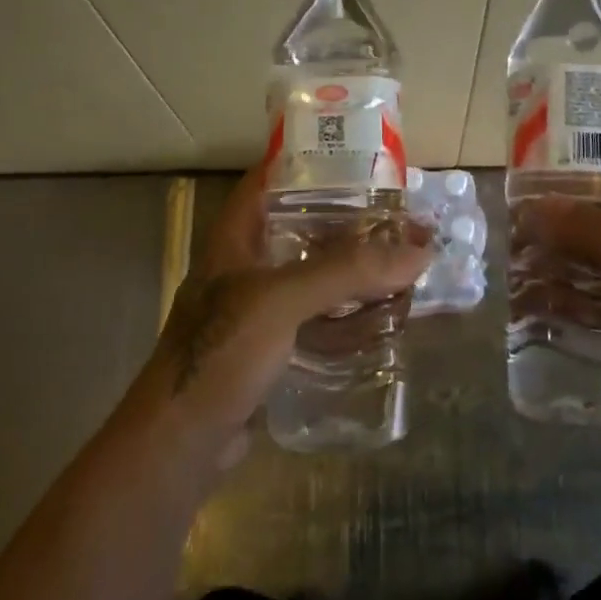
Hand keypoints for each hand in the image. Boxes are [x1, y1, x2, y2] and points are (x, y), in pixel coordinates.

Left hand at [130, 168, 432, 471]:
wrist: (180, 443)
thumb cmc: (219, 353)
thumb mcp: (281, 300)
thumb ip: (347, 271)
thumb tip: (420, 250)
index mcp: (236, 237)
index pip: (271, 178)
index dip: (311, 161)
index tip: (361, 156)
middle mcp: (248, 264)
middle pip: (304, 227)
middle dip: (351, 220)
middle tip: (401, 214)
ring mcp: (260, 307)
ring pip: (315, 273)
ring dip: (355, 268)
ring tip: (403, 258)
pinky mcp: (273, 346)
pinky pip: (319, 316)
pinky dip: (349, 311)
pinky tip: (383, 313)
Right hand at [529, 179, 600, 494]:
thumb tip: (549, 205)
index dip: (594, 174)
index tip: (546, 177)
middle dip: (565, 220)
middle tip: (519, 224)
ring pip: (595, 264)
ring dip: (560, 258)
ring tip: (517, 262)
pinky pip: (592, 303)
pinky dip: (565, 297)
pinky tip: (535, 307)